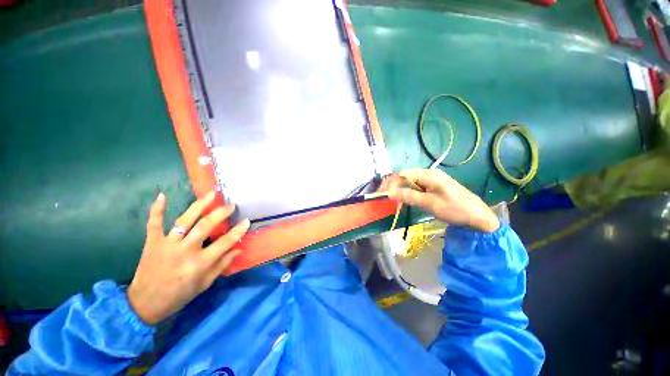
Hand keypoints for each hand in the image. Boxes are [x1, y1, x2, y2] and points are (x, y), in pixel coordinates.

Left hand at [127, 192, 249, 324]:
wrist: (144, 304)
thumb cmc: (179, 295)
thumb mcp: (205, 284)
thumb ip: (222, 265)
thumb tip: (239, 249)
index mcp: (200, 263)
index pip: (224, 242)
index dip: (238, 230)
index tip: (247, 221)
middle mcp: (185, 251)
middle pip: (206, 226)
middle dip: (221, 213)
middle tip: (231, 205)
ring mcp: (167, 244)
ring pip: (185, 220)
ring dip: (199, 205)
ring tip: (212, 194)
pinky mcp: (152, 242)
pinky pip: (154, 223)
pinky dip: (157, 209)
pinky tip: (162, 195)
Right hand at [381, 168, 499, 232]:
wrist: (478, 217)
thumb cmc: (456, 209)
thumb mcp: (431, 204)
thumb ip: (409, 196)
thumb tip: (389, 193)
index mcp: (429, 175)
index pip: (404, 174)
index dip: (391, 183)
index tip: (383, 194)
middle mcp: (429, 174)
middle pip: (406, 176)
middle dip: (393, 185)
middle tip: (384, 196)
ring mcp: (432, 180)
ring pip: (410, 181)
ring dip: (399, 188)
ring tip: (391, 198)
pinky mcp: (433, 187)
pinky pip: (416, 186)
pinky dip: (408, 192)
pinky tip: (404, 198)